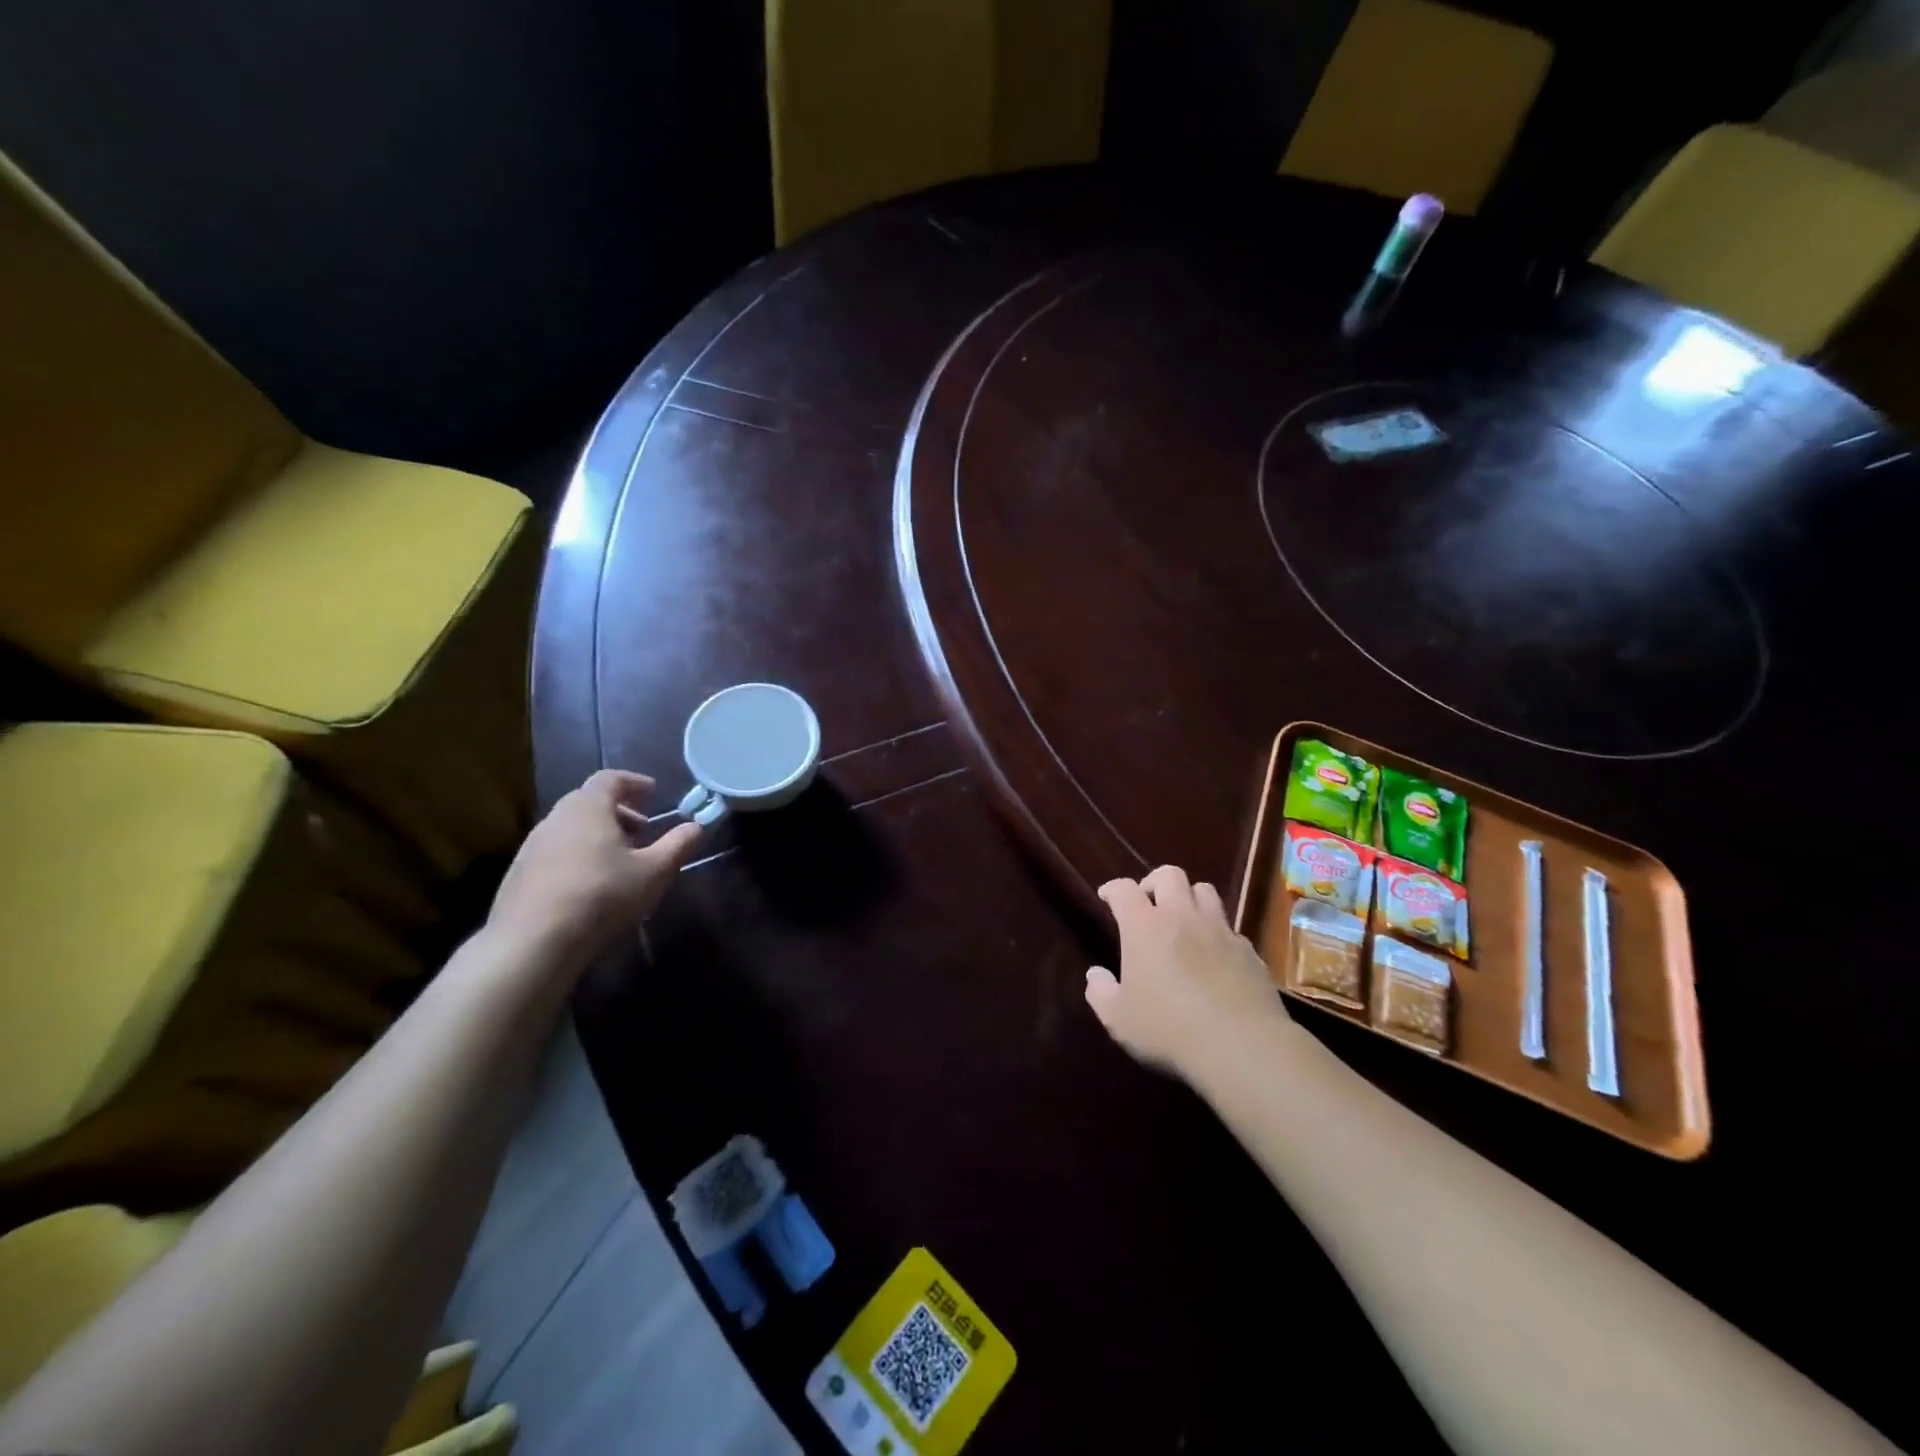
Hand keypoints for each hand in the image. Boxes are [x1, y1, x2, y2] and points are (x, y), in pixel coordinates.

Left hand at [488, 770, 703, 964]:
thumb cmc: (601, 896)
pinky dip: (578, 854)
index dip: (634, 782)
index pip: (610, 778)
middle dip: (619, 811)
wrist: (532, 943)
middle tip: (643, 829)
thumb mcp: (654, 872)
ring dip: (598, 834)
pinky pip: (556, 851)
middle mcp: (556, 818)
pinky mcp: (519, 874)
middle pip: (589, 801)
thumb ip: (679, 845)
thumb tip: (697, 826)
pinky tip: (591, 884)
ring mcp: (532, 846)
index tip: (653, 792)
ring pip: (571, 827)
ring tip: (620, 860)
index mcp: (588, 808)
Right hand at [1084, 865, 1289, 1078]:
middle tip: (1147, 903)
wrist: (1241, 1046)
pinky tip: (1214, 956)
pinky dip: (1217, 933)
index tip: (1107, 897)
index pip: (1124, 889)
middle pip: (1169, 874)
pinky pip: (1230, 928)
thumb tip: (1095, 974)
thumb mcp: (1118, 1019)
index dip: (1112, 889)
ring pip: (1205, 891)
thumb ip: (1100, 992)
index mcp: (1144, 926)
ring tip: (1183, 920)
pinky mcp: (1248, 951)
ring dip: (1189, 898)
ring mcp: (1220, 930)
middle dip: (1154, 882)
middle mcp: (1182, 916)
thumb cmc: (1168, 1028)